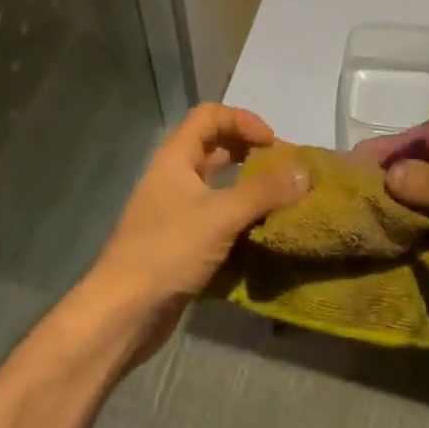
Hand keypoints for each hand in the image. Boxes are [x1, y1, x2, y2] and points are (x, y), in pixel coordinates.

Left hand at [76, 103, 308, 364]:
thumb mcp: (220, 216)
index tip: (273, 145)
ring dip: (249, 188)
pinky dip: (240, 218)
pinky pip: (216, 217)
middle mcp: (174, 177)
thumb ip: (264, 192)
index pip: (209, 116)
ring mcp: (176, 211)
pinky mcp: (182, 242)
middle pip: (215, 147)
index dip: (243, 120)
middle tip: (284, 172)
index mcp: (176, 158)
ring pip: (218, 185)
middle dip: (251, 153)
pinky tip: (263, 232)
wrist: (124, 312)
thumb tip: (304, 171)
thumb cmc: (168, 251)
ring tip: (282, 201)